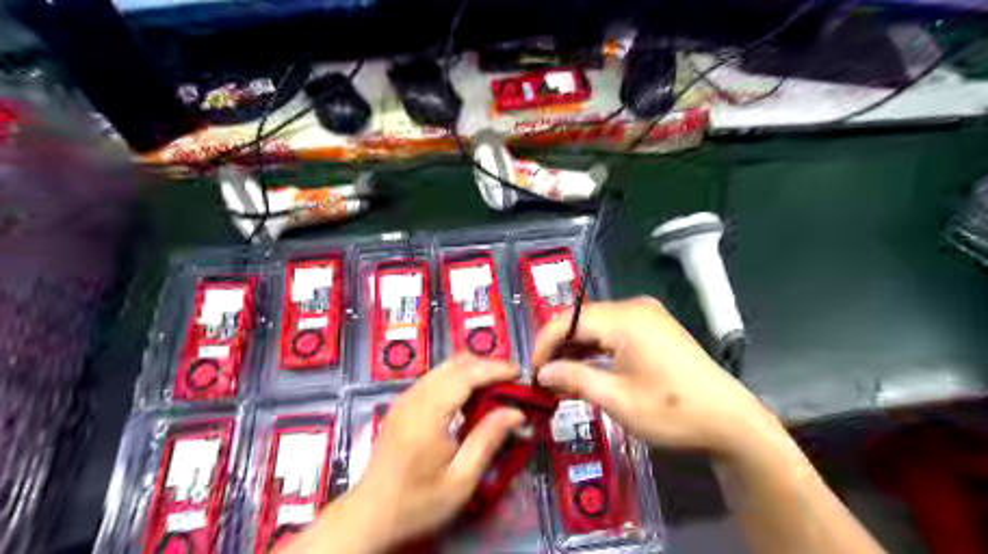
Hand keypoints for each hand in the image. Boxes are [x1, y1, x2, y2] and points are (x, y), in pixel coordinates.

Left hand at [344, 355, 523, 549]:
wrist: (370, 515)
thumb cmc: (418, 502)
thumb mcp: (461, 480)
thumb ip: (488, 439)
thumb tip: (516, 412)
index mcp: (428, 413)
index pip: (466, 375)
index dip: (495, 369)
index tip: (520, 373)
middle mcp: (414, 397)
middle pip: (455, 364)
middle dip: (486, 366)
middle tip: (511, 382)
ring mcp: (405, 398)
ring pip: (444, 368)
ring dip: (472, 371)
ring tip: (495, 389)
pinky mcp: (402, 404)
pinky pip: (434, 378)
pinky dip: (457, 379)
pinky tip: (469, 399)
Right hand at [532, 300, 787, 457]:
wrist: (730, 421)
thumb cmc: (673, 412)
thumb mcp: (618, 400)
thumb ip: (575, 379)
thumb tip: (542, 373)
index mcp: (625, 319)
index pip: (569, 320)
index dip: (544, 343)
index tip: (531, 371)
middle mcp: (634, 308)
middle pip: (581, 319)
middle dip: (558, 346)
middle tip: (543, 377)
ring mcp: (646, 316)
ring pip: (596, 325)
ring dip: (575, 348)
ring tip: (558, 376)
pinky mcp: (653, 328)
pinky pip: (613, 331)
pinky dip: (595, 348)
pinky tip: (584, 368)